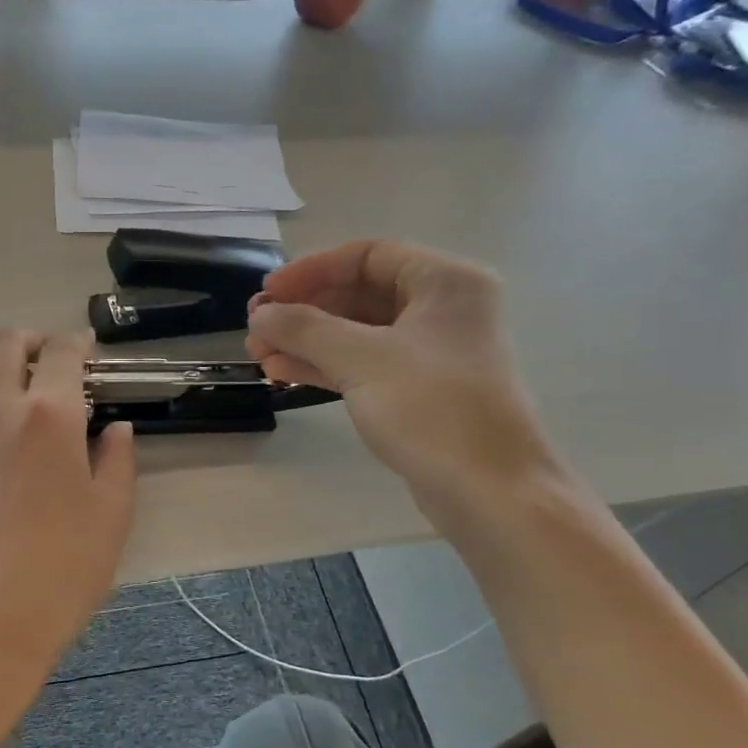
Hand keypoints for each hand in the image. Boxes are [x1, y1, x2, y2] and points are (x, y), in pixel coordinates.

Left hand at [0, 330, 135, 712]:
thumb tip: (115, 429)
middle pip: (5, 343)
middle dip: (32, 340)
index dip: (79, 344)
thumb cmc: (63, 569)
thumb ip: (118, 460)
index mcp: (51, 415)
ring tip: (16, 386)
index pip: (62, 353)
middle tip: (52, 360)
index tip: (89, 353)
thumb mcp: (112, 514)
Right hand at [246, 241, 563, 532]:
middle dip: (304, 310)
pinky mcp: (419, 391)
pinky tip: (283, 373)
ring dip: (307, 340)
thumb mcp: (362, 360)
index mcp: (445, 281)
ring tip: (259, 355)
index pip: (367, 255)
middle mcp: (442, 309)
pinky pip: (364, 364)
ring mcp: (431, 352)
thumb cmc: (432, 410)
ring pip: (357, 333)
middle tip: (257, 328)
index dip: (311, 270)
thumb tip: (259, 316)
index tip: (267, 294)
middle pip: (359, 293)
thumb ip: (304, 329)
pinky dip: (325, 366)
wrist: (490, 492)